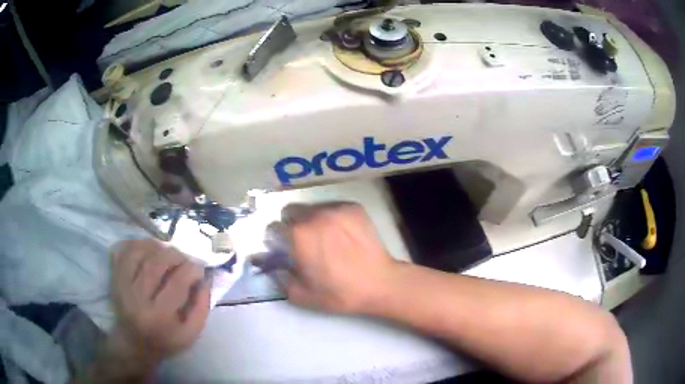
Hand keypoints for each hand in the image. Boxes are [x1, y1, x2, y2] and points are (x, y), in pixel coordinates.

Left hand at [110, 240, 209, 361]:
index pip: (177, 283)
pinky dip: (136, 244)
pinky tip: (148, 248)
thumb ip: (201, 307)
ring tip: (166, 251)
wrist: (135, 344)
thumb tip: (205, 278)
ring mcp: (122, 286)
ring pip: (137, 253)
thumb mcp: (191, 333)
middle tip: (183, 258)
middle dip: (174, 254)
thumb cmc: (166, 340)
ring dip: (155, 246)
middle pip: (155, 264)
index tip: (200, 268)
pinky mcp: (114, 279)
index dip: (192, 269)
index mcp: (159, 315)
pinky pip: (122, 252)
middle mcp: (138, 298)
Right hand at [262, 203, 398, 313]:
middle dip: (292, 225)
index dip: (276, 240)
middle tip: (304, 243)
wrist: (379, 283)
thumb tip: (271, 265)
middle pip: (291, 211)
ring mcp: (336, 208)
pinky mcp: (353, 207)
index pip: (273, 227)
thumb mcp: (301, 295)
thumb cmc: (339, 292)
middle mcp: (314, 215)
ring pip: (312, 208)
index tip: (284, 249)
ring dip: (312, 220)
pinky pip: (333, 207)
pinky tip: (343, 234)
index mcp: (298, 235)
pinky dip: (332, 218)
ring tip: (327, 238)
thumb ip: (279, 279)